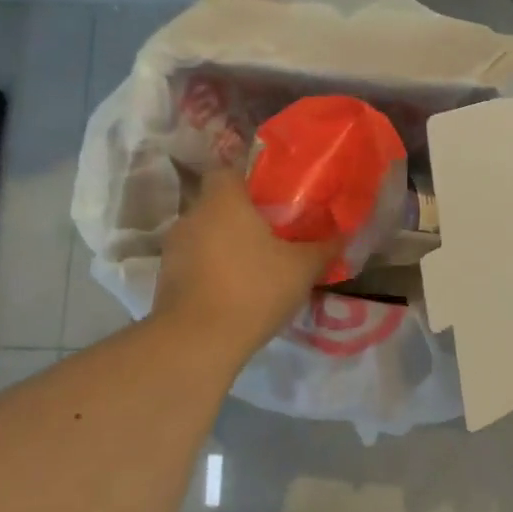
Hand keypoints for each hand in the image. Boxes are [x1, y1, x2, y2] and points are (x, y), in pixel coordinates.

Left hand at [152, 166, 337, 361]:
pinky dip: (213, 270)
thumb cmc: (254, 289)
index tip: (273, 200)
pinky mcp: (166, 278)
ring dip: (227, 245)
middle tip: (274, 236)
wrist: (198, 341)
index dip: (250, 181)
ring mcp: (174, 248)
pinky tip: (236, 291)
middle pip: (218, 204)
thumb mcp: (302, 268)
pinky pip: (196, 262)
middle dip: (243, 217)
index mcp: (223, 200)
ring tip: (256, 267)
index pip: (228, 170)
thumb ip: (325, 248)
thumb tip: (346, 234)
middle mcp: (192, 215)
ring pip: (206, 235)